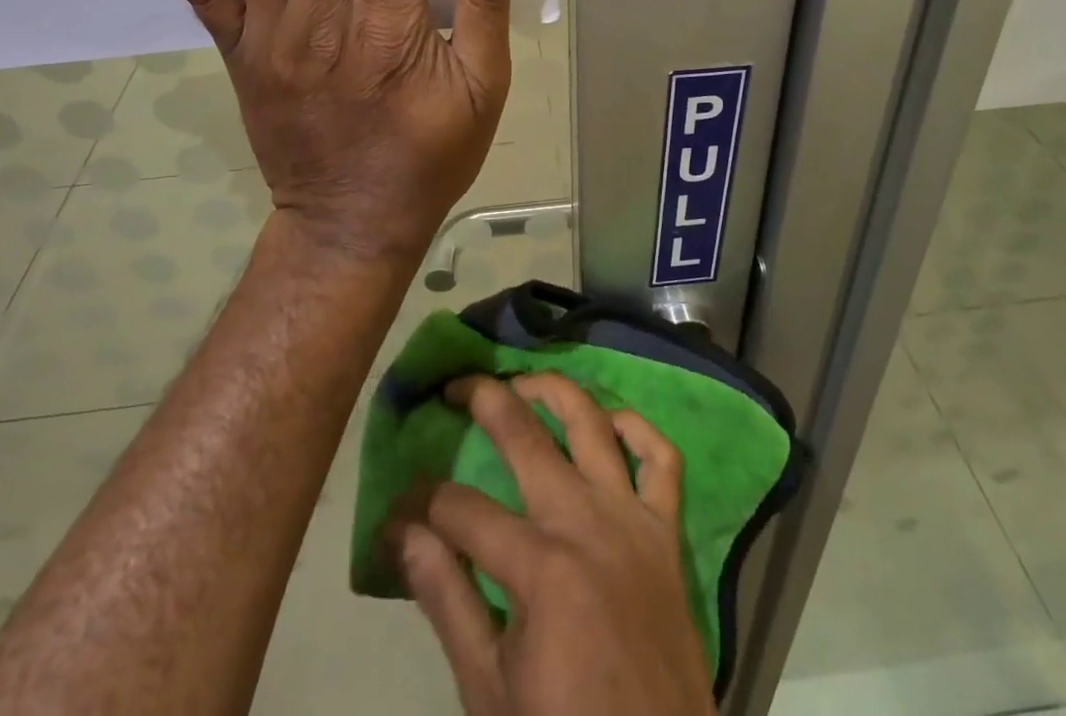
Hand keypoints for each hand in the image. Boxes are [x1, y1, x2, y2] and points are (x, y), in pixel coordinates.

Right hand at [390, 373, 716, 715]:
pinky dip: (638, 430)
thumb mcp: (488, 689)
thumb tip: (401, 534)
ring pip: (593, 424)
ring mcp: (633, 520)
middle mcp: (587, 522)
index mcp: (540, 568)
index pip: (461, 509)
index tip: (398, 508)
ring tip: (522, 381)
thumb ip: (446, 602)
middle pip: (526, 435)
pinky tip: (610, 422)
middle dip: (483, 400)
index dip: (421, 503)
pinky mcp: (668, 533)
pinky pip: (662, 461)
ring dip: (555, 391)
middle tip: (454, 386)